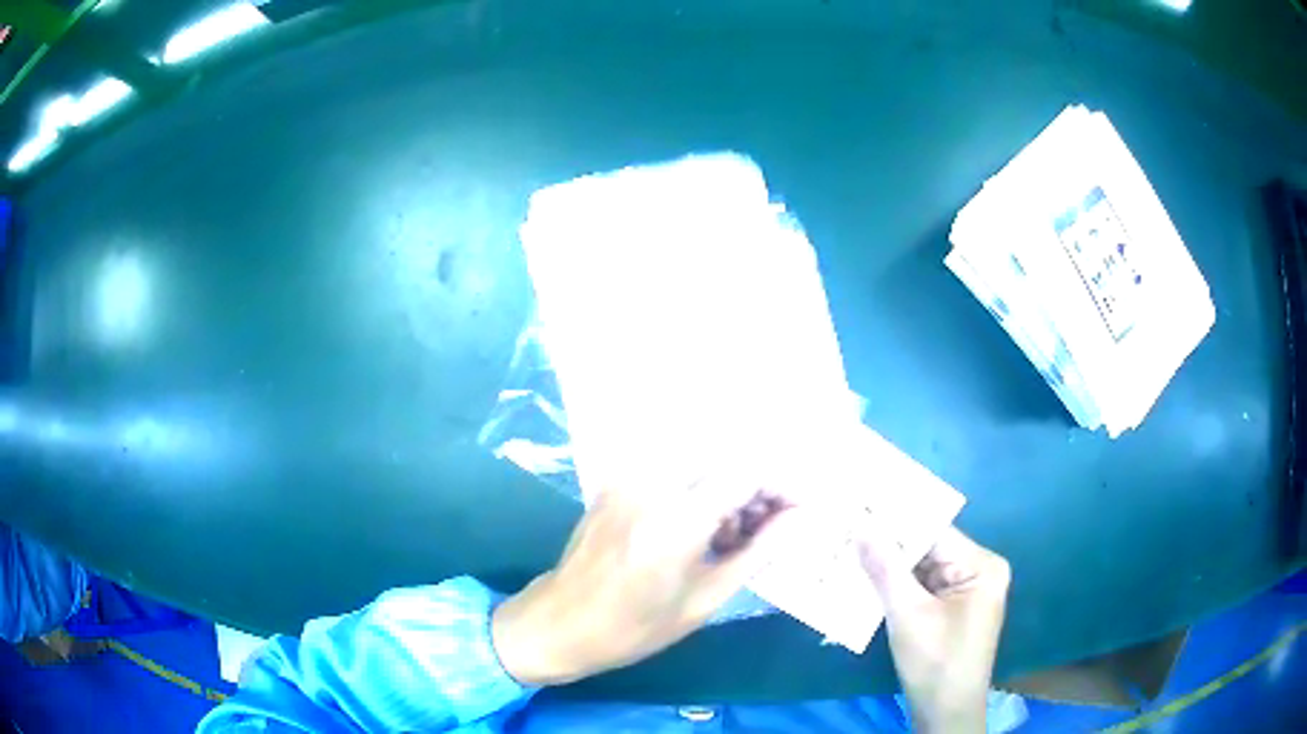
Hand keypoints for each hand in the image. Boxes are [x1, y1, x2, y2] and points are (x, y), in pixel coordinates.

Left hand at [492, 482, 793, 686]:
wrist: (560, 623)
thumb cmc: (635, 628)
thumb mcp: (706, 600)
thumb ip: (759, 551)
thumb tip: (800, 518)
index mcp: (674, 521)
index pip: (747, 473)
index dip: (783, 486)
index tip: (800, 509)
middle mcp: (650, 484)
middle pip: (728, 457)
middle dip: (759, 487)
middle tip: (768, 527)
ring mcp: (627, 477)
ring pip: (704, 459)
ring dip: (730, 486)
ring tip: (733, 534)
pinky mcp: (616, 479)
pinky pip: (674, 467)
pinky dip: (700, 486)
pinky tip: (700, 525)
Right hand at [857, 526, 1009, 733]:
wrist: (944, 712)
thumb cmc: (935, 662)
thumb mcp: (908, 614)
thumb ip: (885, 569)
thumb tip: (861, 526)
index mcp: (981, 565)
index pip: (934, 532)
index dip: (896, 521)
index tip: (859, 508)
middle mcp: (977, 571)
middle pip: (927, 550)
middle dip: (888, 546)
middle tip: (846, 529)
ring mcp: (964, 592)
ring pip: (920, 569)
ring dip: (887, 567)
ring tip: (847, 548)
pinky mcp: (949, 610)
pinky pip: (920, 588)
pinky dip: (894, 587)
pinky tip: (862, 579)